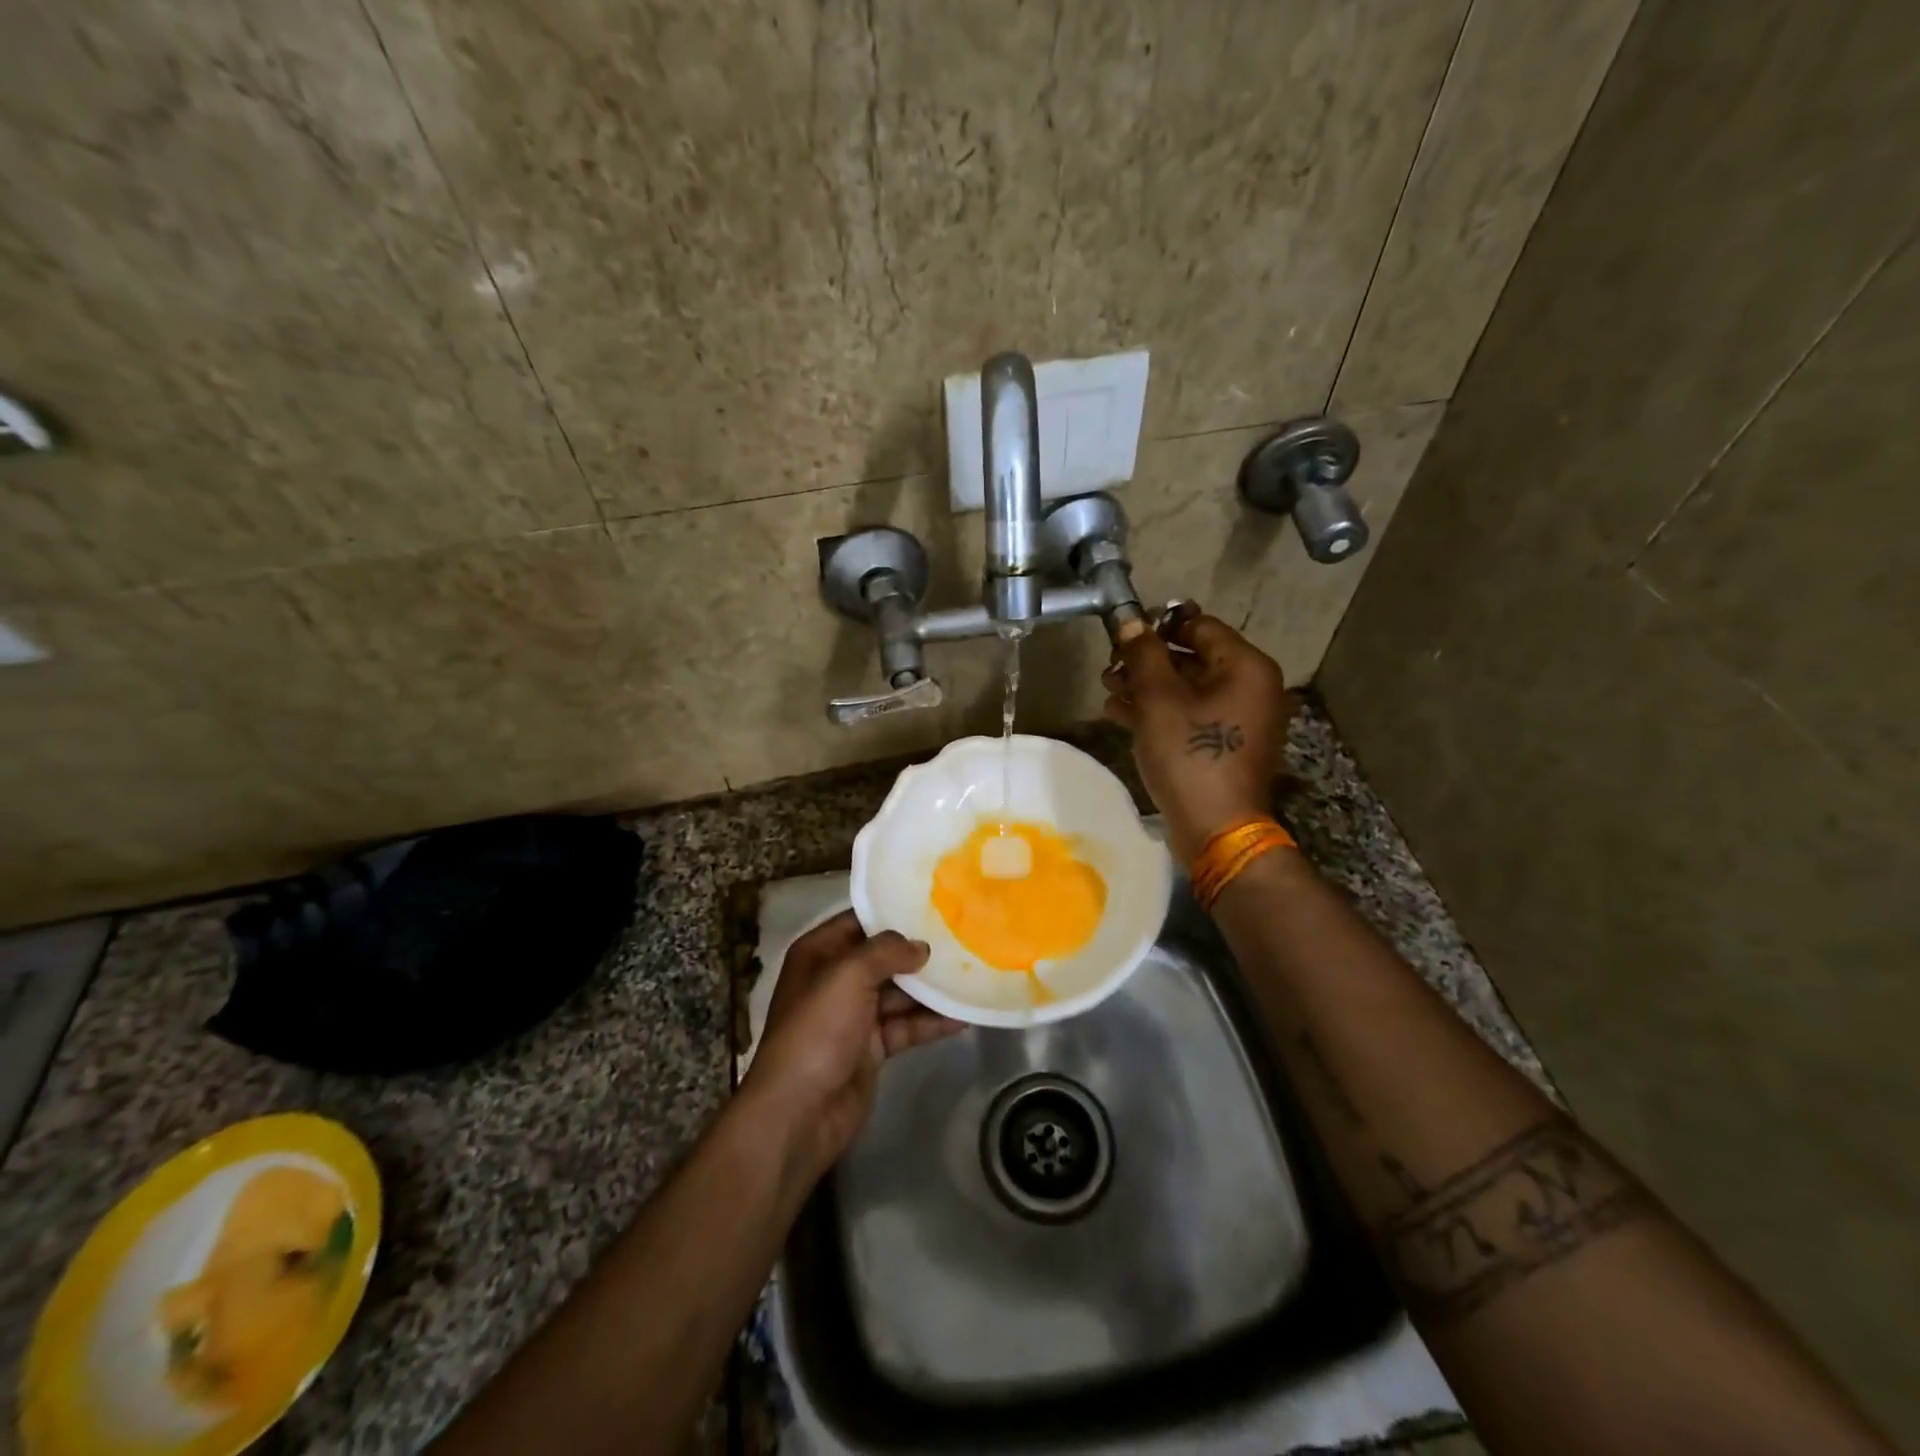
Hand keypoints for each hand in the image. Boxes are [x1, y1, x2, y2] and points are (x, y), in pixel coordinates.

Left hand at [741, 909, 962, 1186]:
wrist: (800, 1112)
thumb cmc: (817, 1030)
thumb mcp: (848, 976)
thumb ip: (886, 951)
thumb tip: (920, 947)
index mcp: (819, 954)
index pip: (859, 921)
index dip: (892, 912)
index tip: (934, 904)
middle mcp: (835, 979)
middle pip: (883, 957)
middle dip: (918, 951)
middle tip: (962, 938)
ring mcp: (854, 1016)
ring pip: (899, 993)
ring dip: (930, 988)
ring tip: (971, 974)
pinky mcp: (871, 1048)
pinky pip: (906, 1026)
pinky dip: (931, 1021)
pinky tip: (963, 1016)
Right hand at [1101, 610, 1290, 863]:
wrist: (1216, 829)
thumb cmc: (1189, 756)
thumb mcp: (1159, 699)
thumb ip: (1143, 655)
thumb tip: (1131, 622)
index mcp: (1246, 667)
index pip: (1199, 625)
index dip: (1158, 625)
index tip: (1121, 634)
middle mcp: (1251, 687)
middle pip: (1193, 658)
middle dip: (1147, 661)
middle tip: (1109, 667)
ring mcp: (1240, 718)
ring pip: (1188, 689)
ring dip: (1147, 687)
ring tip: (1108, 690)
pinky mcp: (1226, 744)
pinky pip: (1191, 715)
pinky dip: (1160, 712)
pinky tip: (1121, 714)